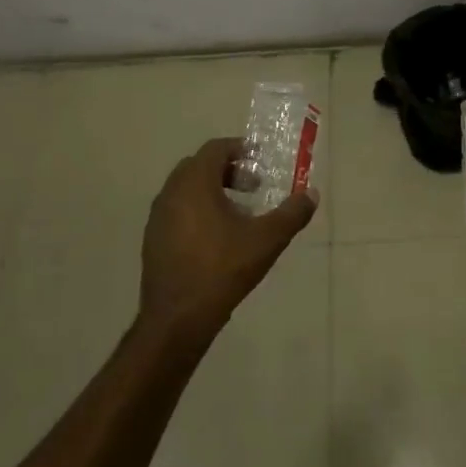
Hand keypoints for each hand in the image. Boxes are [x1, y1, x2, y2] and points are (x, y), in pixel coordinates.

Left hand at [139, 138, 317, 347]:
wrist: (178, 317)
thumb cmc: (223, 270)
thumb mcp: (267, 240)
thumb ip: (292, 213)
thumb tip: (311, 194)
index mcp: (194, 184)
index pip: (214, 149)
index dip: (239, 149)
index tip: (260, 160)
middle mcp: (170, 194)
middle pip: (198, 167)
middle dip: (227, 170)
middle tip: (253, 186)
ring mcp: (157, 218)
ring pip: (186, 190)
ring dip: (212, 191)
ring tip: (239, 213)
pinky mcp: (153, 240)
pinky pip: (177, 211)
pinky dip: (197, 211)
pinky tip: (217, 238)